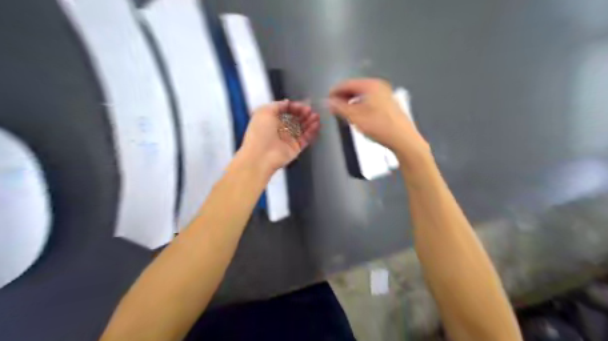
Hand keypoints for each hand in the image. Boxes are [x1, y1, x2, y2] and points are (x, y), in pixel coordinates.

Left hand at [240, 98, 319, 172]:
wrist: (261, 157)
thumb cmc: (259, 134)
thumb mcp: (264, 112)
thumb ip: (277, 105)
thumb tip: (287, 102)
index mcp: (270, 120)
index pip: (286, 111)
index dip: (294, 107)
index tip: (302, 104)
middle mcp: (279, 129)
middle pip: (295, 119)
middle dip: (303, 113)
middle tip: (310, 110)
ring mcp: (288, 139)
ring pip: (302, 128)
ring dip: (309, 121)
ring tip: (316, 116)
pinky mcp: (295, 148)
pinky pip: (305, 138)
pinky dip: (312, 132)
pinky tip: (316, 125)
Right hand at [328, 78, 425, 155]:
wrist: (402, 139)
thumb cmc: (379, 126)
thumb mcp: (355, 117)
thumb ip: (339, 108)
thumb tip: (328, 102)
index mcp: (370, 85)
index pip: (347, 84)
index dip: (335, 91)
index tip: (326, 100)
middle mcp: (379, 86)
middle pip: (355, 88)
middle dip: (343, 97)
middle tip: (334, 107)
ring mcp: (385, 94)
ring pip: (362, 95)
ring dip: (351, 102)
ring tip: (343, 112)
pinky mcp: (388, 104)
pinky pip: (369, 100)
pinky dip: (360, 105)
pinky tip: (357, 115)